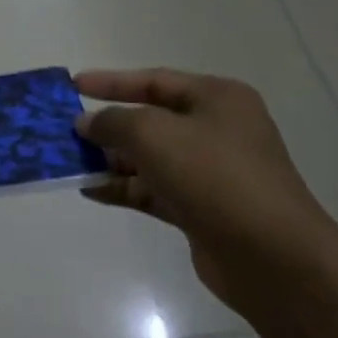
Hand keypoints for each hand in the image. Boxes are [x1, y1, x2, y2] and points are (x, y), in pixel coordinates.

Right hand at [75, 69, 337, 312]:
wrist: (272, 256)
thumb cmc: (215, 177)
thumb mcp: (155, 135)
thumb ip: (114, 122)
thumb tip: (88, 123)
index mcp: (217, 98)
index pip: (155, 81)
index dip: (112, 81)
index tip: (74, 84)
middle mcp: (216, 130)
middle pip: (151, 120)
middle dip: (108, 125)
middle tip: (65, 130)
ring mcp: (210, 172)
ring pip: (150, 158)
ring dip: (111, 159)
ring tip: (68, 161)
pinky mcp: (201, 209)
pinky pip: (153, 190)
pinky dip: (124, 188)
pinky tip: (90, 189)